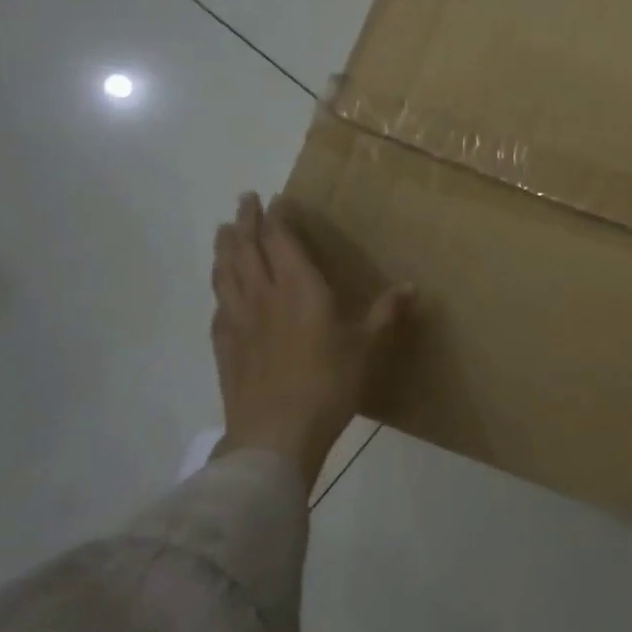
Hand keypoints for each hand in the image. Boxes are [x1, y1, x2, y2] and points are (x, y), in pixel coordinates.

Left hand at [209, 192, 413, 485]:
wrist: (276, 432)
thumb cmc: (329, 383)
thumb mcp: (368, 347)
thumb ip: (386, 313)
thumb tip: (412, 286)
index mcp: (300, 288)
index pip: (281, 240)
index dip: (276, 217)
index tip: (274, 199)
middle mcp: (263, 295)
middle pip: (246, 248)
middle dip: (246, 221)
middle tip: (244, 201)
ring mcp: (238, 319)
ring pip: (226, 272)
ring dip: (225, 247)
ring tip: (225, 232)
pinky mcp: (224, 345)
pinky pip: (218, 305)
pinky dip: (219, 288)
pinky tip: (222, 291)